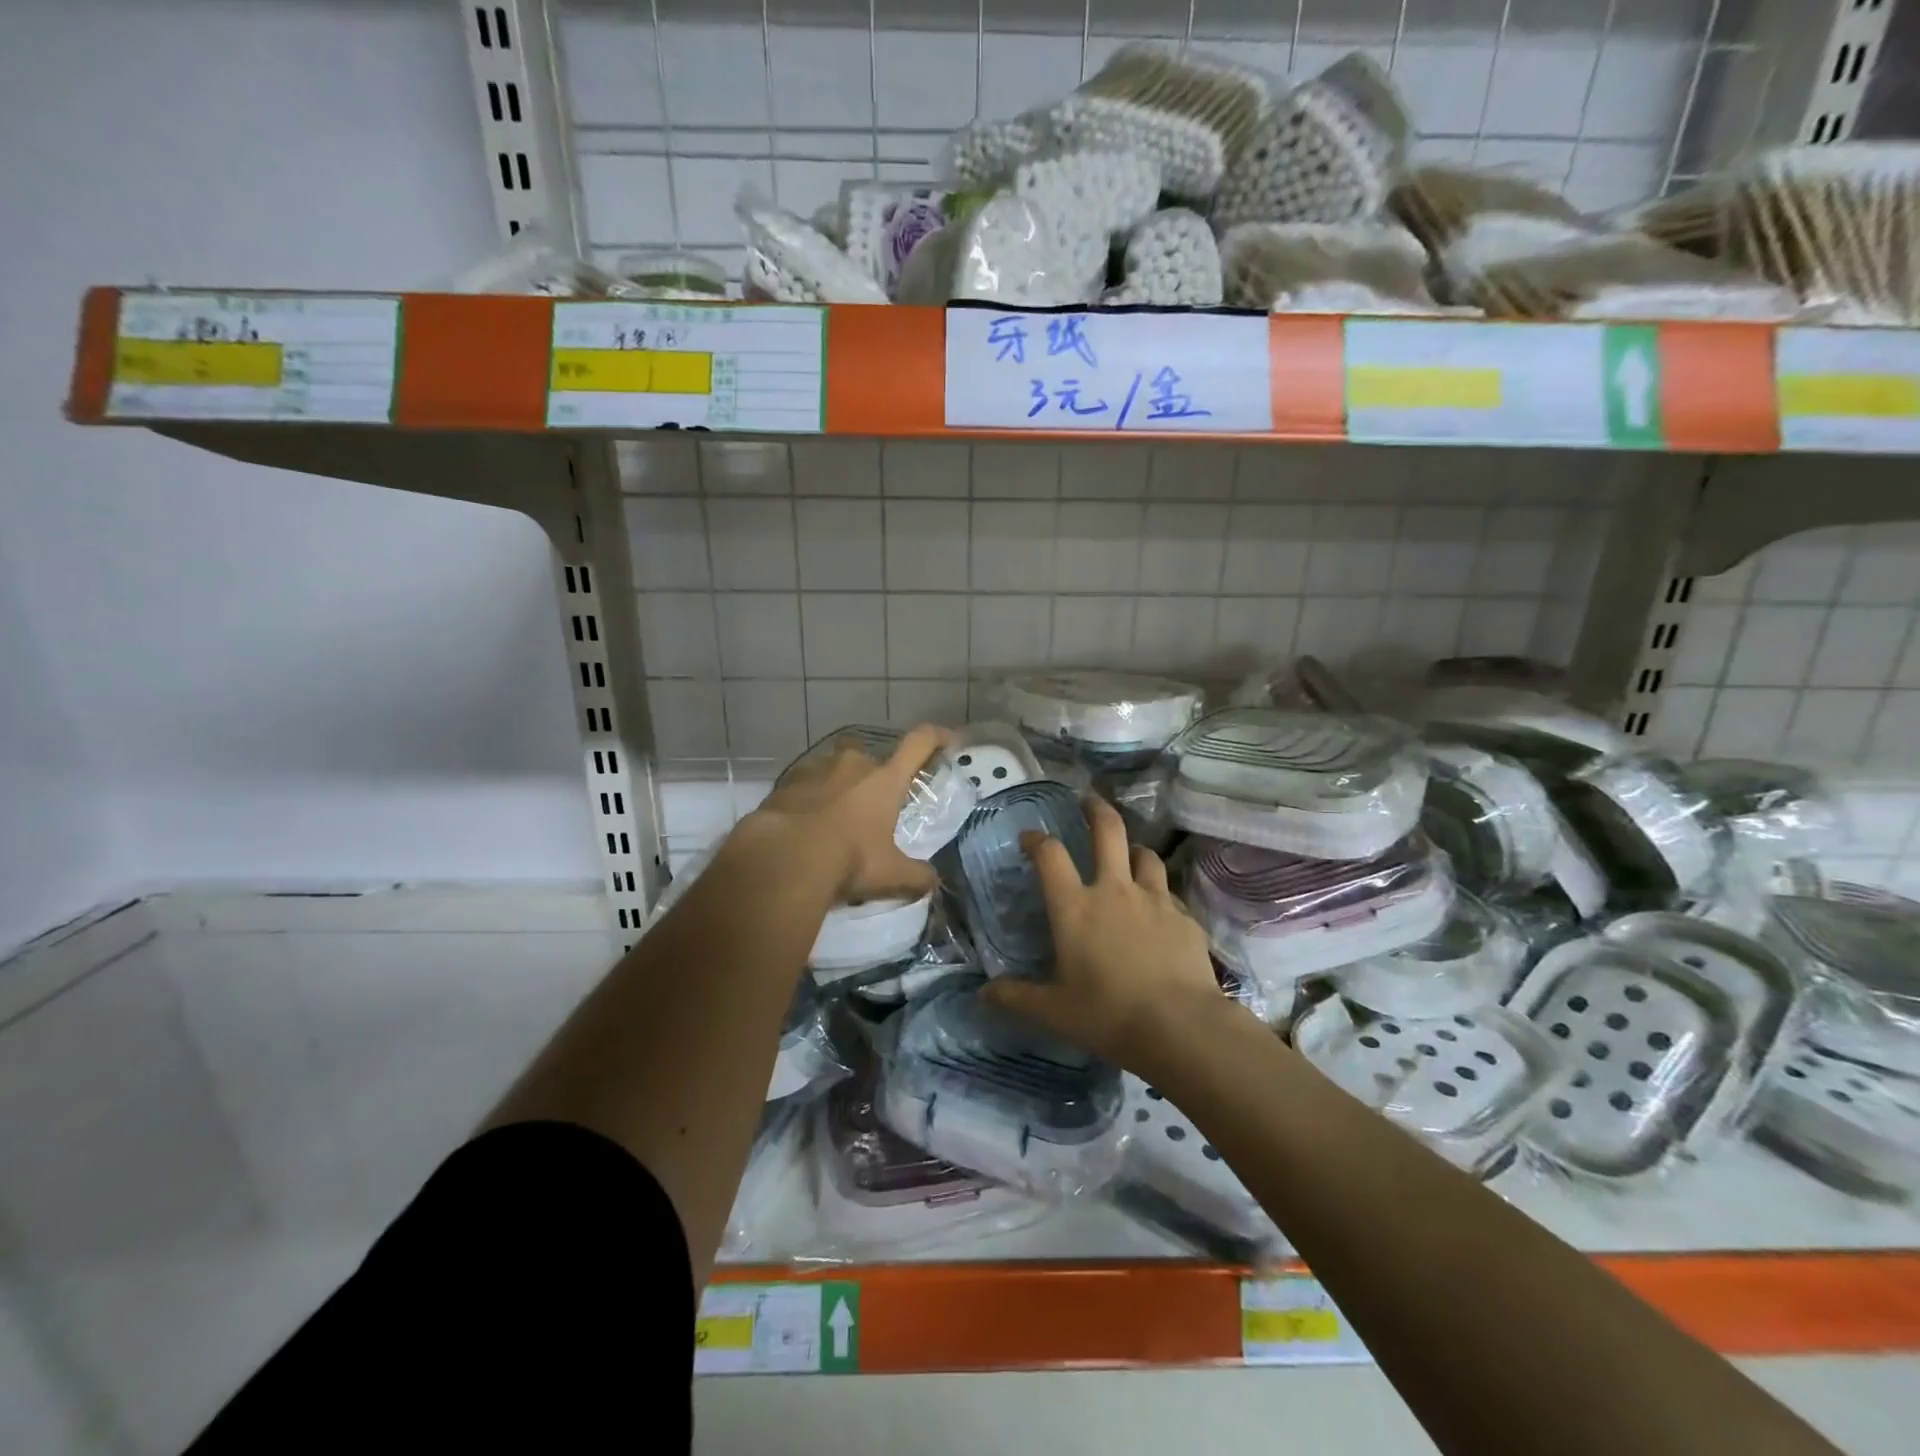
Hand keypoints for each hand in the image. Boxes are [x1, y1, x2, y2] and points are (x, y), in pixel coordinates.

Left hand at [740, 724, 948, 903]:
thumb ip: (917, 876)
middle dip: (873, 773)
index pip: (918, 744)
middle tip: (873, 803)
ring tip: (835, 817)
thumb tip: (934, 883)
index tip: (946, 740)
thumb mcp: (891, 874)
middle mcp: (852, 765)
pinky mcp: (783, 784)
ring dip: (837, 785)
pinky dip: (807, 799)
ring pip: (833, 768)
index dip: (936, 737)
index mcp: (885, 780)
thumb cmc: (849, 859)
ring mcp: (814, 770)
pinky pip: (803, 785)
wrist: (784, 858)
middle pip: (869, 755)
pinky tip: (804, 824)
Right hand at [984, 795, 1230, 1073]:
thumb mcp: (1055, 1012)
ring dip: (1132, 850)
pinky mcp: (1185, 916)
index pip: (1050, 855)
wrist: (1180, 1027)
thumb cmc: (1108, 1015)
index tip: (1030, 837)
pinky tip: (1158, 911)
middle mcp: (1114, 891)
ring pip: (1144, 855)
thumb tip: (983, 994)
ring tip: (1127, 855)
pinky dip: (1159, 893)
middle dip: (1095, 809)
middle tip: (1087, 800)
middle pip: (1107, 831)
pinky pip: (1169, 893)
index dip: (1037, 840)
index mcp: (1075, 907)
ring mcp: (1154, 899)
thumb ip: (1017, 997)